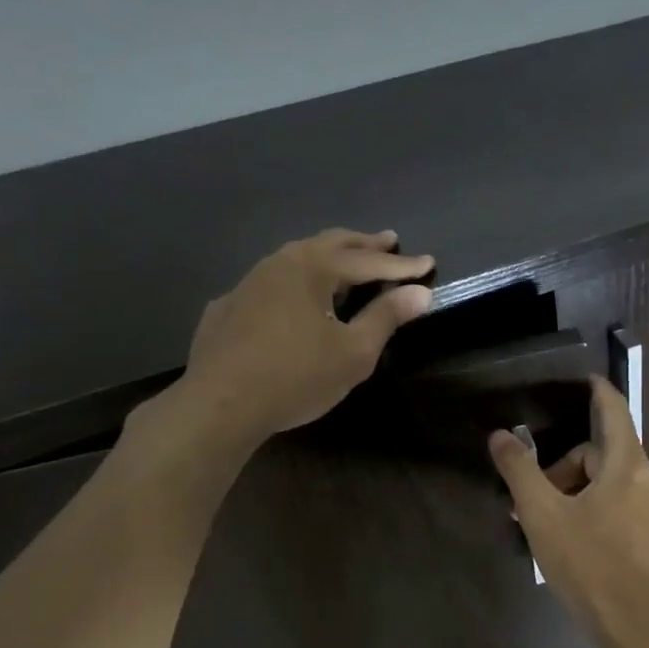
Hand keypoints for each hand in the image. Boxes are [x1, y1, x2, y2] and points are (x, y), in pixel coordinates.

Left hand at [157, 228, 433, 444]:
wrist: (219, 405)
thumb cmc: (296, 377)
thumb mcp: (354, 352)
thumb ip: (386, 317)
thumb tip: (420, 292)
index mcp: (313, 268)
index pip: (368, 261)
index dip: (402, 265)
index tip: (428, 262)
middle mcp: (279, 263)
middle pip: (329, 245)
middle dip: (363, 244)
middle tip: (389, 242)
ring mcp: (248, 283)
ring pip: (295, 259)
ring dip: (326, 257)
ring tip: (344, 262)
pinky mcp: (227, 307)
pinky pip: (269, 284)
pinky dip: (293, 283)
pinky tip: (293, 298)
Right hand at [489, 376, 648, 645]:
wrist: (643, 631)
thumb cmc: (591, 564)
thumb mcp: (544, 515)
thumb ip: (520, 471)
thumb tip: (500, 435)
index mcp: (626, 464)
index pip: (613, 409)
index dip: (597, 390)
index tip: (583, 378)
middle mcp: (648, 480)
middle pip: (601, 454)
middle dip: (563, 467)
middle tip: (531, 499)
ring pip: (609, 485)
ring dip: (575, 494)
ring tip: (545, 527)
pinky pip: (619, 510)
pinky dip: (593, 513)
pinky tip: (571, 545)